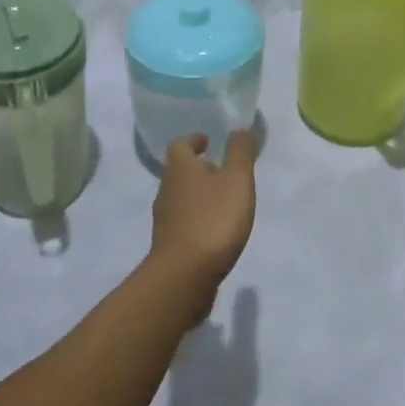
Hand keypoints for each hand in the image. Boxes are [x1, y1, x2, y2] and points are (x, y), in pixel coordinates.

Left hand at [149, 131, 258, 314]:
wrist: (184, 276)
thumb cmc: (213, 220)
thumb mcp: (236, 180)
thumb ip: (240, 152)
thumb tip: (239, 129)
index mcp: (180, 169)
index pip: (180, 145)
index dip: (194, 141)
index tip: (208, 142)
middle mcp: (166, 190)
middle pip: (179, 172)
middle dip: (198, 169)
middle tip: (222, 172)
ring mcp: (164, 220)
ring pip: (181, 198)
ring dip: (198, 196)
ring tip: (222, 202)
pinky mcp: (168, 246)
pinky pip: (183, 224)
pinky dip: (197, 221)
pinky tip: (214, 232)